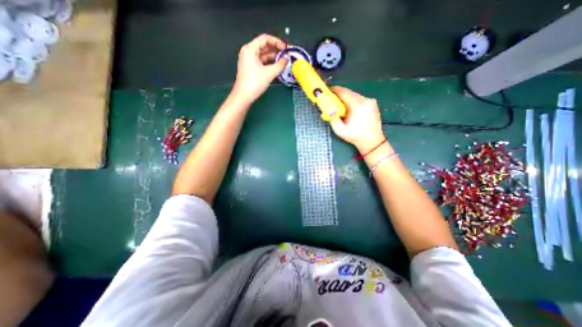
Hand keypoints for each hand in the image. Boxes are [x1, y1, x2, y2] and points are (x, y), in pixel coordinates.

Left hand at [231, 33, 286, 103]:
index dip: (277, 42)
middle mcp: (248, 52)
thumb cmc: (254, 83)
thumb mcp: (269, 73)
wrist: (244, 96)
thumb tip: (286, 59)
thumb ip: (280, 65)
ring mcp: (249, 60)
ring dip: (273, 57)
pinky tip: (277, 67)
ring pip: (263, 55)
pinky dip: (269, 63)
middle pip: (264, 46)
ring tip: (283, 61)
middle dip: (276, 50)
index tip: (286, 48)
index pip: (265, 39)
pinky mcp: (250, 68)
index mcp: (250, 49)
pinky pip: (261, 62)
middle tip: (286, 54)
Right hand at [327, 85, 384, 151]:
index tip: (327, 90)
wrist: (372, 141)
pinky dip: (353, 101)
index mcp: (357, 106)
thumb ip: (332, 119)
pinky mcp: (373, 103)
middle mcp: (365, 100)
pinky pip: (360, 98)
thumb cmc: (355, 136)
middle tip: (332, 98)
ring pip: (354, 95)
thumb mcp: (339, 130)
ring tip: (340, 104)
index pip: (343, 92)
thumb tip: (327, 110)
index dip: (334, 90)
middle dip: (339, 94)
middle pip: (349, 92)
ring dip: (346, 98)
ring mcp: (371, 101)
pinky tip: (349, 108)